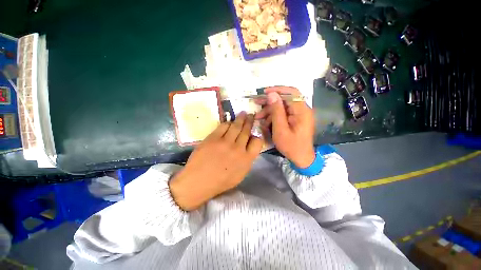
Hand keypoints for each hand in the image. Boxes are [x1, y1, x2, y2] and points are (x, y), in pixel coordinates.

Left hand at [169, 112, 263, 210]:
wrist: (199, 182)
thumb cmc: (220, 181)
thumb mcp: (240, 174)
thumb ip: (247, 160)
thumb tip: (249, 146)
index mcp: (246, 159)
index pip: (258, 142)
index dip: (257, 135)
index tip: (255, 131)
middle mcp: (238, 149)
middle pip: (246, 131)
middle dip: (250, 122)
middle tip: (251, 115)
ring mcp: (225, 142)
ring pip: (236, 126)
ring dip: (241, 119)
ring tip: (243, 114)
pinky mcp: (213, 138)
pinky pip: (223, 126)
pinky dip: (228, 123)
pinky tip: (230, 121)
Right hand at [255, 86, 314, 167]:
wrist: (302, 158)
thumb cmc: (291, 146)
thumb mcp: (281, 129)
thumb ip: (277, 111)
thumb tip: (272, 95)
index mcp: (302, 111)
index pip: (291, 92)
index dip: (277, 90)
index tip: (264, 93)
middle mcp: (302, 110)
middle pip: (285, 99)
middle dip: (270, 101)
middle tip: (257, 103)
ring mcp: (299, 115)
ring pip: (282, 107)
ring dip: (270, 110)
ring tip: (258, 117)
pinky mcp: (295, 119)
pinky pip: (283, 114)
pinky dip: (274, 116)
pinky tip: (266, 122)